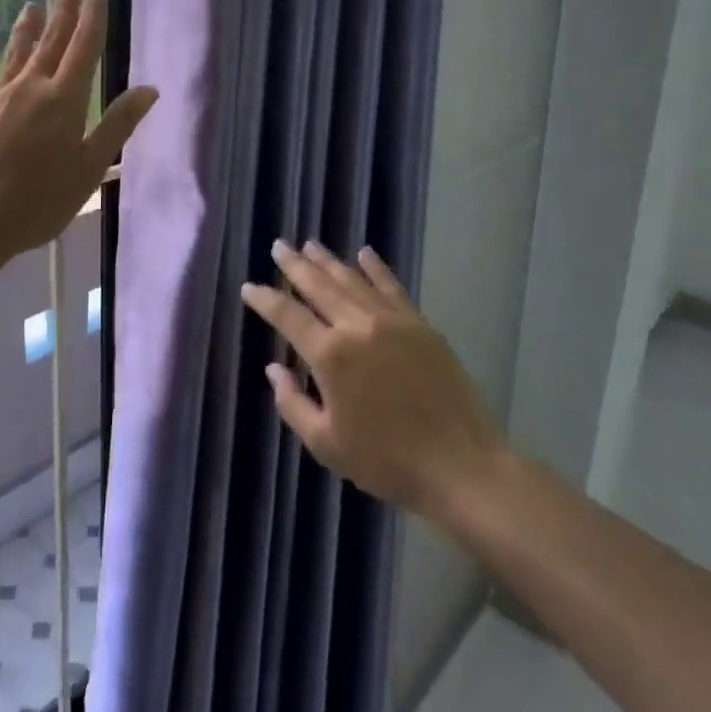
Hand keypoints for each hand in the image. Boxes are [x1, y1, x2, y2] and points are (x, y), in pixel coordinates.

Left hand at [0, 0, 157, 264]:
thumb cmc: (38, 202)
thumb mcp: (89, 168)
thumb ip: (117, 125)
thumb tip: (149, 89)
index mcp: (64, 99)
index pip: (84, 45)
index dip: (93, 12)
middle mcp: (30, 87)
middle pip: (51, 41)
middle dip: (63, 9)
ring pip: (16, 53)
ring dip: (28, 27)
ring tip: (33, 4)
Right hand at [241, 241, 508, 528]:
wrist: (461, 466)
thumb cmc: (386, 461)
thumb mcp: (325, 444)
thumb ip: (292, 403)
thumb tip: (274, 369)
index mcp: (330, 355)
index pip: (288, 316)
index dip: (265, 299)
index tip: (249, 287)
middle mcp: (358, 326)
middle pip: (319, 286)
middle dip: (295, 265)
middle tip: (278, 246)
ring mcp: (392, 321)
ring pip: (353, 280)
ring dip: (329, 261)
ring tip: (311, 245)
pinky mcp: (421, 325)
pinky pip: (392, 287)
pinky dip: (376, 268)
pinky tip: (364, 254)